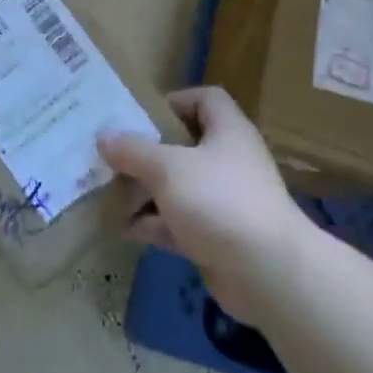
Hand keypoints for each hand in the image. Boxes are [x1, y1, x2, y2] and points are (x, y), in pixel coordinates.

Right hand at [99, 86, 305, 320]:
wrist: (268, 273)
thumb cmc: (219, 200)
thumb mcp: (168, 168)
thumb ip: (133, 150)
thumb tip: (104, 135)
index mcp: (228, 132)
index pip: (206, 99)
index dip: (175, 100)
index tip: (141, 114)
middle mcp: (229, 161)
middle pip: (185, 145)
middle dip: (147, 150)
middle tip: (112, 154)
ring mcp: (224, 202)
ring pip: (178, 187)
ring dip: (145, 190)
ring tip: (107, 190)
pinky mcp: (217, 237)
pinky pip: (178, 223)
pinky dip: (153, 224)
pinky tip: (122, 228)